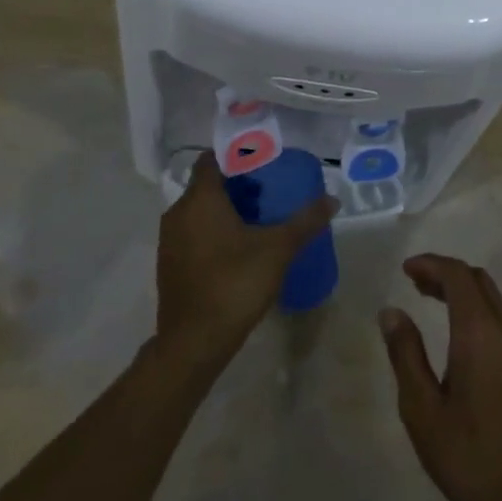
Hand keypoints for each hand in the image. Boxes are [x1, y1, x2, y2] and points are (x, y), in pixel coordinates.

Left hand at [156, 157, 336, 369]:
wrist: (193, 344)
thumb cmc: (234, 284)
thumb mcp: (278, 249)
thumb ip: (305, 221)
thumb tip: (332, 200)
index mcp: (200, 199)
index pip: (211, 160)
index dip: (234, 156)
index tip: (260, 162)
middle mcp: (179, 213)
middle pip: (207, 185)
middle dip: (236, 185)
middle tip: (267, 192)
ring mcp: (170, 241)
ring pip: (198, 211)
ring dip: (224, 210)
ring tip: (257, 219)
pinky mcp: (169, 265)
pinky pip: (192, 234)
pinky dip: (212, 232)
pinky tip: (238, 249)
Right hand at [379, 254, 501, 500]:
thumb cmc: (467, 456)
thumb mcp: (422, 409)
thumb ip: (405, 354)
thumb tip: (391, 311)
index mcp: (479, 332)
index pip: (457, 276)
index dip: (431, 264)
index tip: (405, 270)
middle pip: (476, 279)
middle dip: (445, 273)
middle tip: (414, 283)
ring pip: (490, 296)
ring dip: (461, 288)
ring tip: (428, 298)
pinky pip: (499, 315)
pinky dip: (474, 306)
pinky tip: (455, 329)